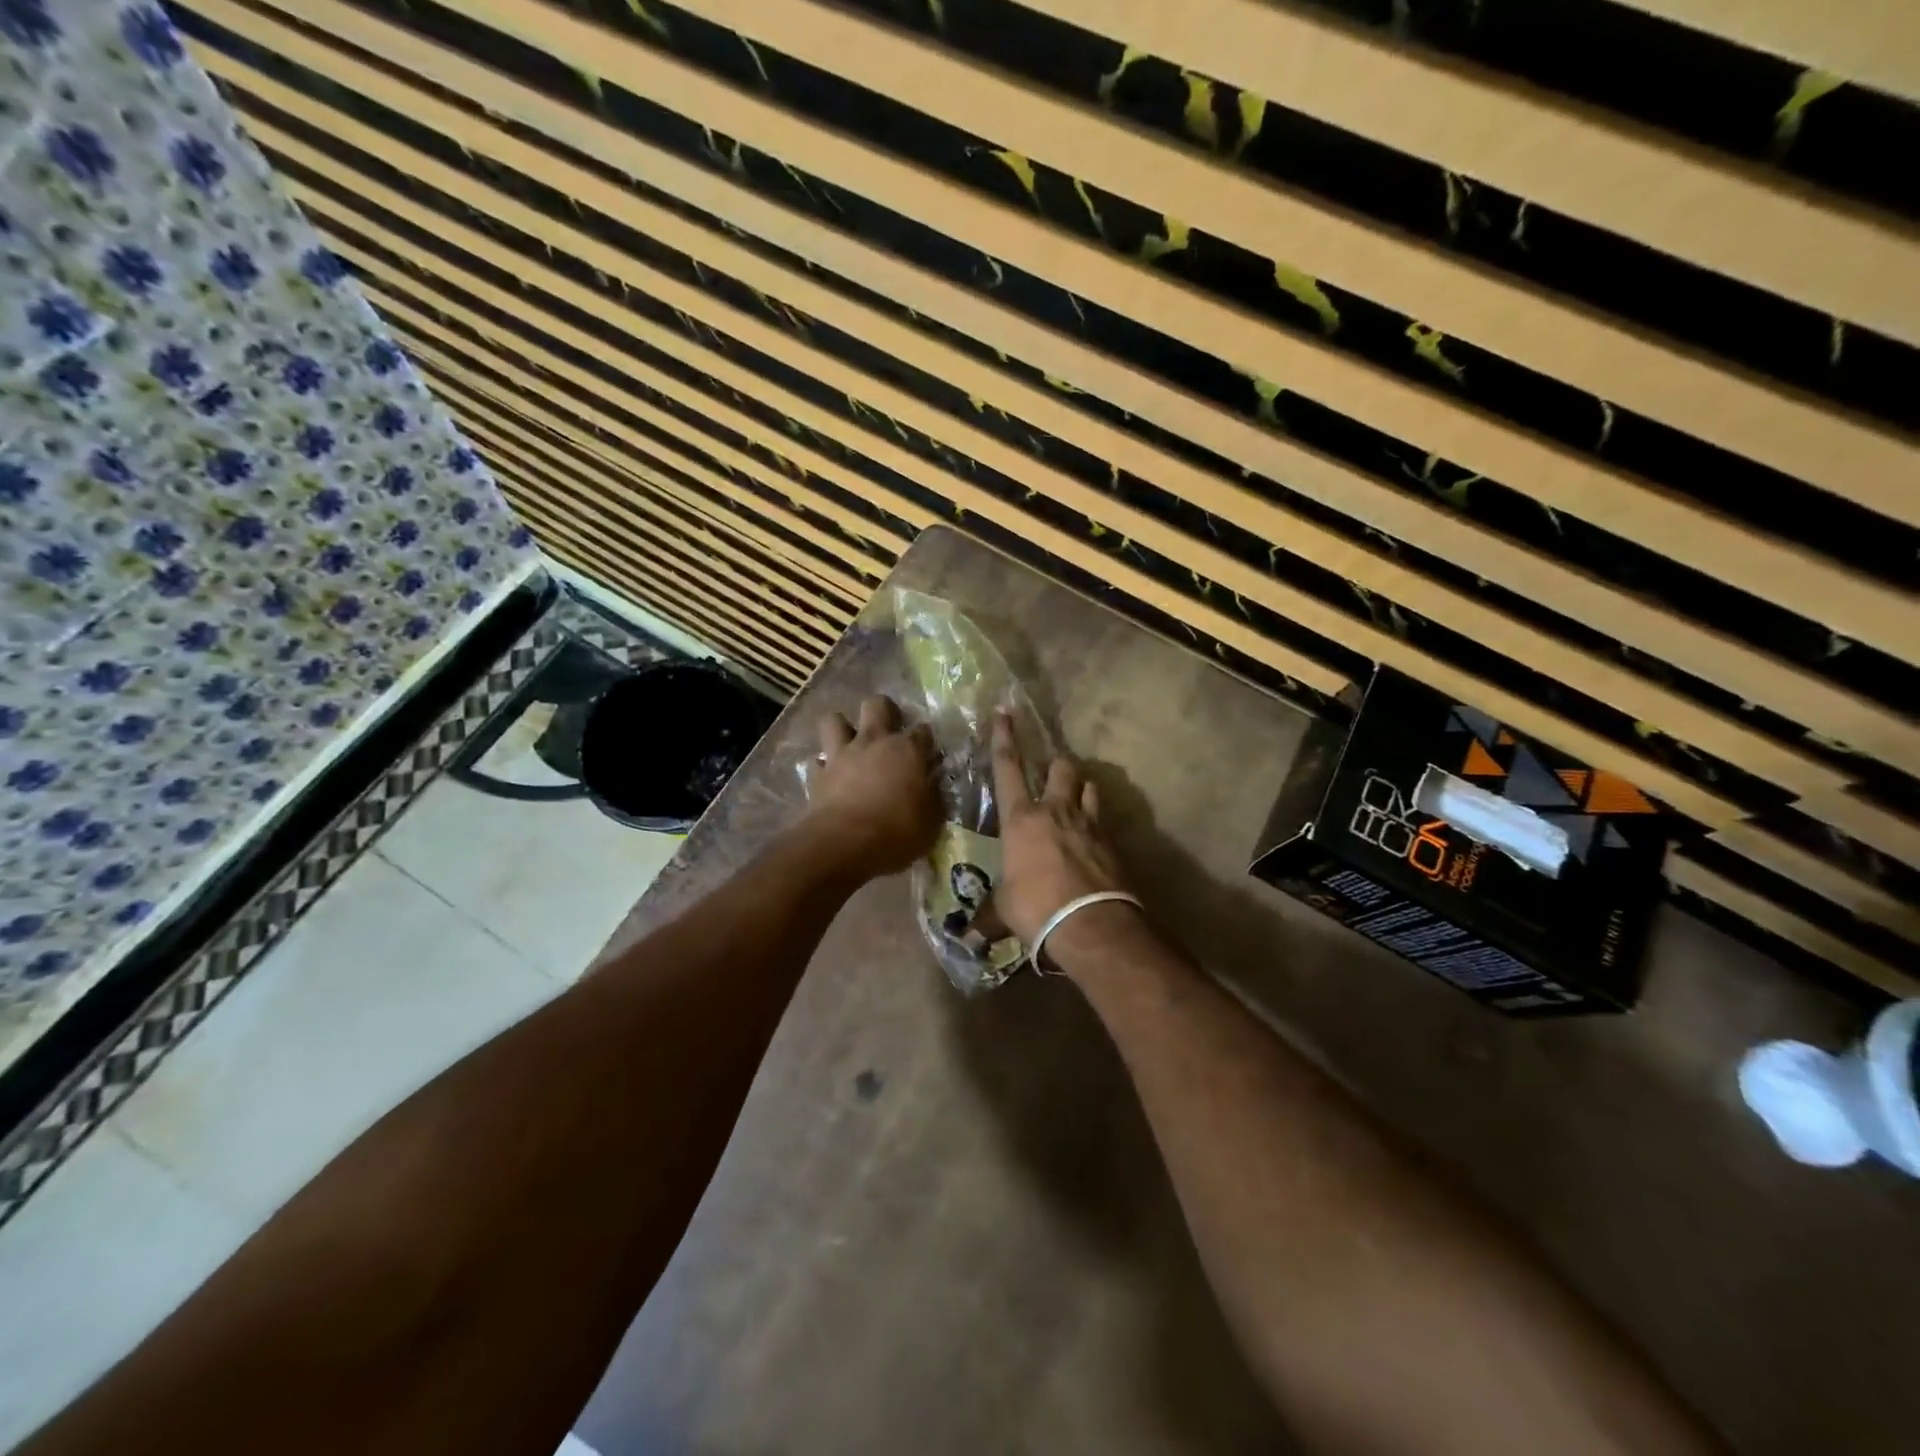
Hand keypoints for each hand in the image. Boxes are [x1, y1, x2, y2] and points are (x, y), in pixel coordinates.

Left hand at [806, 695, 943, 880]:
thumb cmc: (897, 832)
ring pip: (834, 720)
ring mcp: (841, 755)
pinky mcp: (817, 774)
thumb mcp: (931, 821)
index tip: (928, 754)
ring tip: (850, 744)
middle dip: (883, 711)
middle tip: (888, 730)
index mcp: (908, 750)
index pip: (923, 731)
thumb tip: (932, 784)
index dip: (926, 740)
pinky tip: (829, 776)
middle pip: (877, 704)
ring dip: (842, 728)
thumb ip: (933, 796)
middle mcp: (874, 742)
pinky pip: (817, 760)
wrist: (845, 844)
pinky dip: (823, 766)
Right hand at [989, 710, 1132, 948]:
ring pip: (1087, 786)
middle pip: (1060, 766)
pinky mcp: (1111, 842)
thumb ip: (988, 916)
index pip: (1008, 767)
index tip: (1004, 712)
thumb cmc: (1035, 909)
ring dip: (1080, 787)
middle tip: (1050, 770)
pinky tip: (1092, 837)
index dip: (1004, 737)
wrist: (1090, 924)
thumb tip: (968, 937)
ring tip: (1075, 797)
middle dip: (1055, 763)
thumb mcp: (1004, 911)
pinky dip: (1096, 821)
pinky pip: (1103, 819)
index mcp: (1021, 819)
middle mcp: (1055, 811)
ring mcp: (1088, 823)